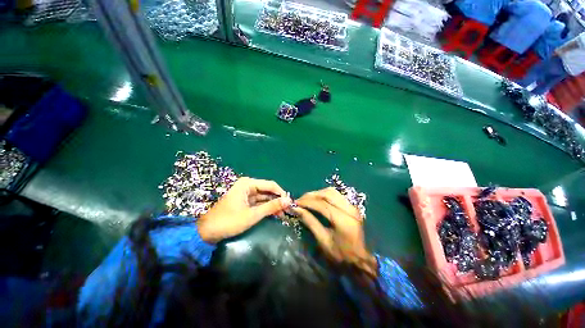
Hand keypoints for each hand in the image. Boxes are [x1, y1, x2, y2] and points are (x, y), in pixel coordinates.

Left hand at [197, 177, 291, 242]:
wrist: (206, 232)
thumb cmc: (229, 221)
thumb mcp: (252, 215)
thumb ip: (271, 207)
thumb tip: (288, 201)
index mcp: (248, 184)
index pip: (271, 185)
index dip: (281, 193)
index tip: (290, 203)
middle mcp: (248, 186)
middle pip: (268, 191)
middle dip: (278, 200)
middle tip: (287, 210)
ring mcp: (246, 194)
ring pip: (264, 197)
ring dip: (273, 205)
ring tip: (283, 214)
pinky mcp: (245, 201)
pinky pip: (259, 202)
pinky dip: (266, 208)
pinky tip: (274, 214)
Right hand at [294, 188, 376, 276]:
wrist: (360, 259)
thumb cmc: (340, 254)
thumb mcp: (323, 240)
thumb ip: (310, 222)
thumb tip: (297, 209)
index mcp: (342, 220)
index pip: (322, 204)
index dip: (307, 202)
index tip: (295, 203)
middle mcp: (349, 209)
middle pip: (327, 194)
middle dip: (311, 195)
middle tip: (300, 200)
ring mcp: (352, 206)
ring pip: (332, 191)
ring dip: (317, 193)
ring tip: (307, 199)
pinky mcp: (352, 206)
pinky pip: (336, 194)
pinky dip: (324, 194)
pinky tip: (317, 199)